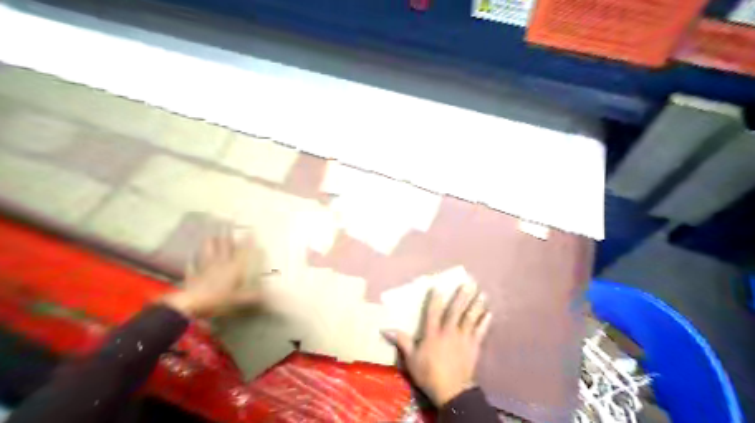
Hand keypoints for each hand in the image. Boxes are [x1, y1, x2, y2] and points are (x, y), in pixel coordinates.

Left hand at [160, 234, 263, 317]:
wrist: (190, 305)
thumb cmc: (219, 300)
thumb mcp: (241, 299)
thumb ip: (255, 295)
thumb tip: (273, 294)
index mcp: (234, 268)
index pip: (243, 251)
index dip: (248, 240)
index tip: (251, 230)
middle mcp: (220, 264)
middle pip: (224, 247)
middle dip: (227, 236)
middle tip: (227, 225)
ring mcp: (205, 269)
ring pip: (208, 252)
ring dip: (210, 244)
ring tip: (210, 236)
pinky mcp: (193, 276)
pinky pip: (193, 266)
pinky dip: (193, 261)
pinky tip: (191, 258)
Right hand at [384, 285, 489, 406]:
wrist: (452, 391)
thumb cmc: (428, 374)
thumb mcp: (411, 359)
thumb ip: (402, 341)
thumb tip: (385, 329)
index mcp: (433, 334)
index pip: (433, 312)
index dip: (435, 299)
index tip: (438, 286)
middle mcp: (449, 332)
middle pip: (456, 311)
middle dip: (462, 297)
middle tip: (469, 284)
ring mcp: (463, 338)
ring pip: (470, 318)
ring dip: (476, 306)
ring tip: (483, 294)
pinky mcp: (474, 347)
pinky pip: (480, 332)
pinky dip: (485, 322)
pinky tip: (489, 313)